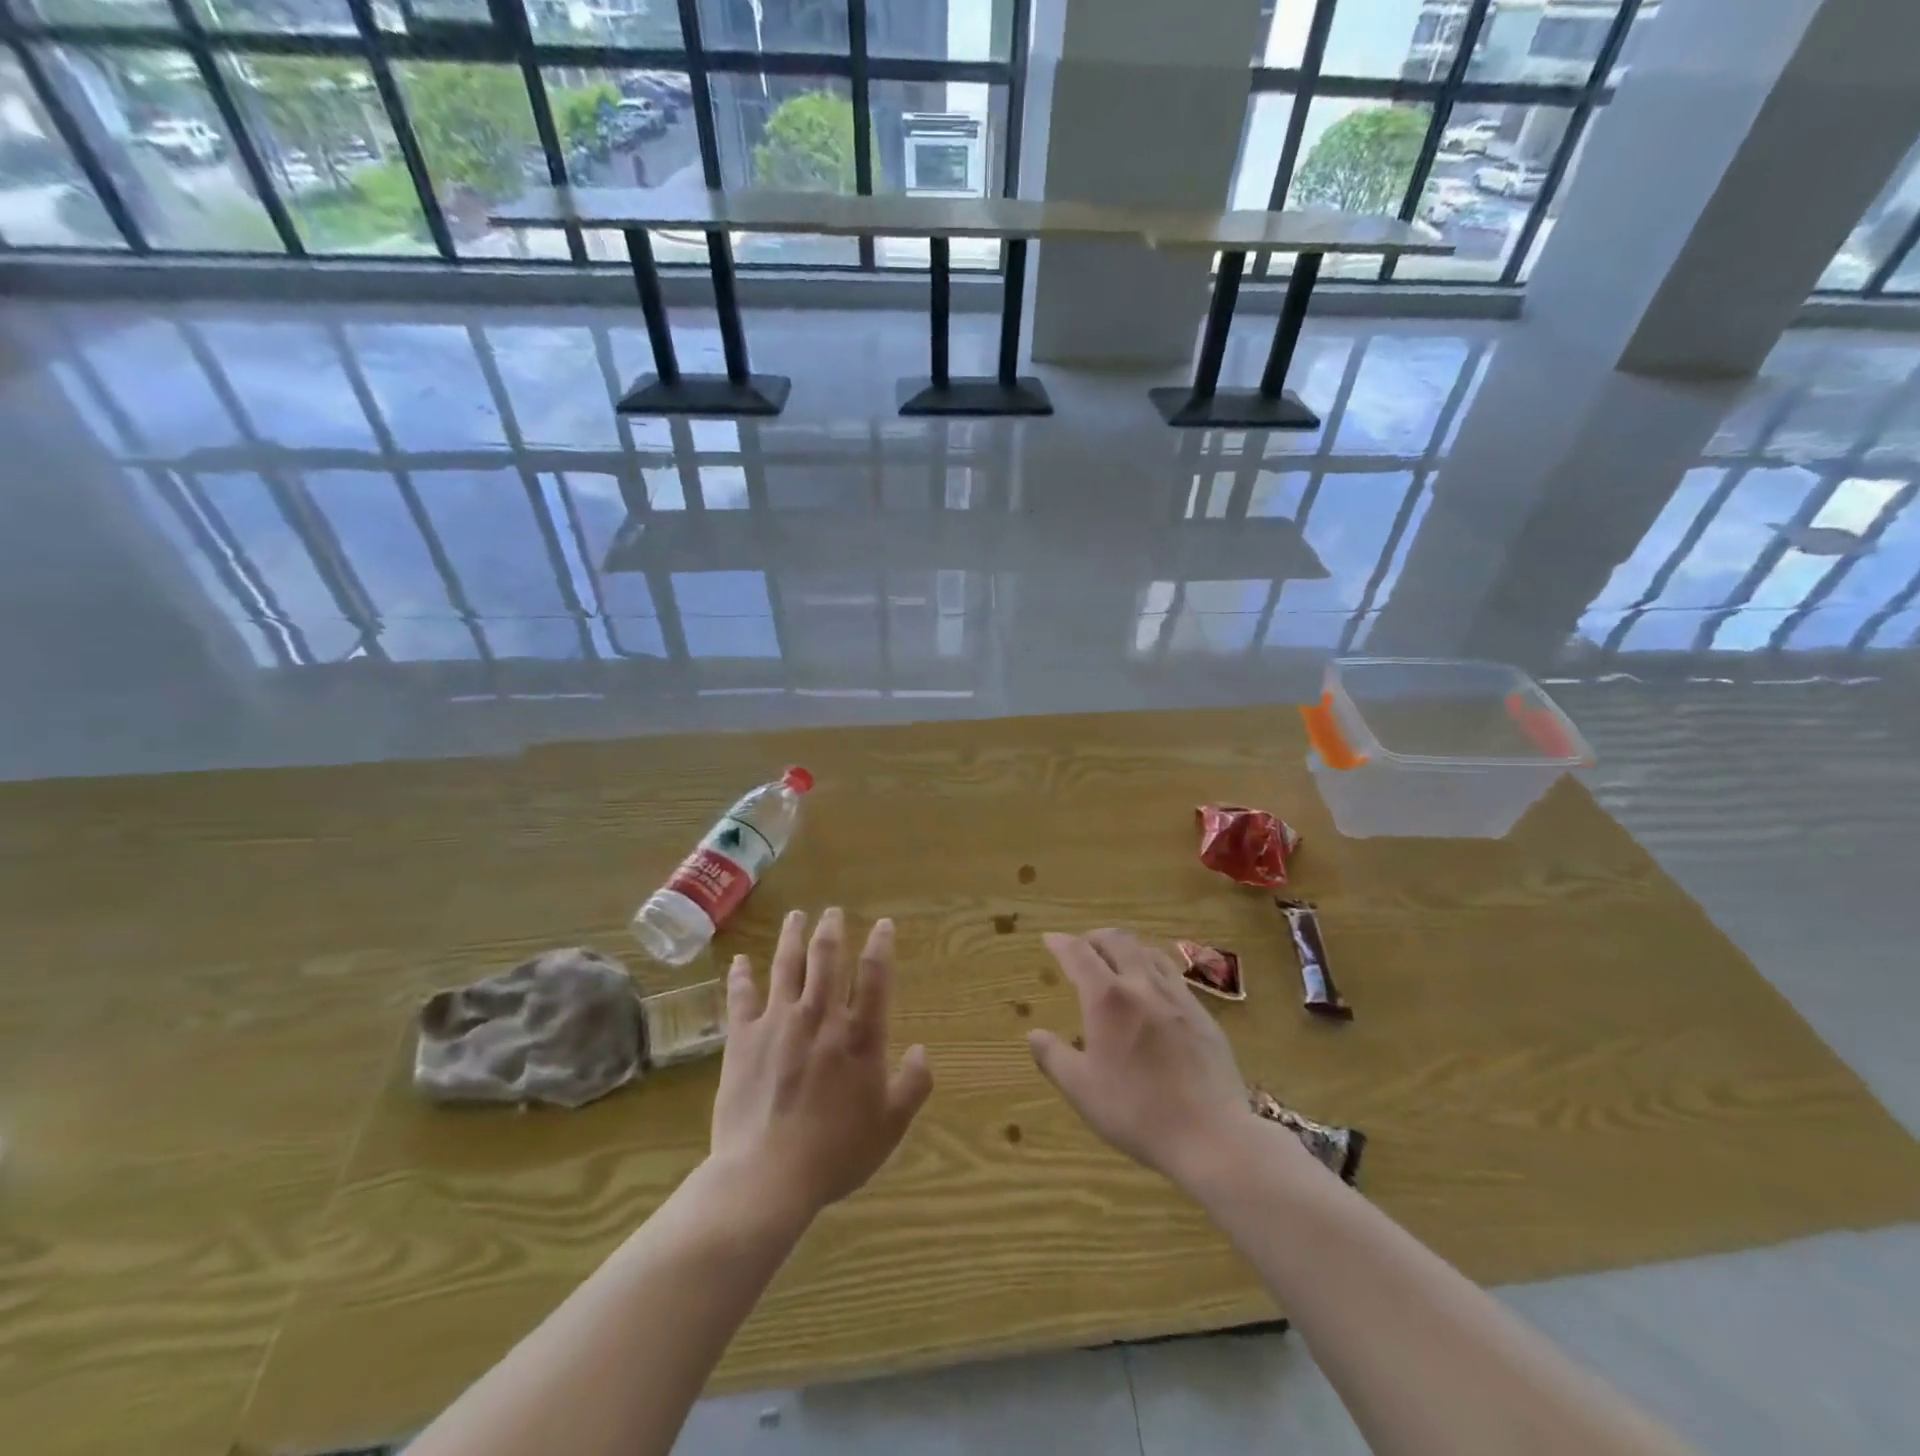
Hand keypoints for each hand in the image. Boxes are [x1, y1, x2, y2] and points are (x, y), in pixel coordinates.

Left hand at [710, 908, 932, 1223]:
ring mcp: (778, 1022)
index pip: (874, 975)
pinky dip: (741, 975)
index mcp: (859, 1035)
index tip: (882, 924)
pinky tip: (740, 960)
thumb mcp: (890, 1126)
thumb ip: (913, 1085)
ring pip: (786, 966)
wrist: (766, 1176)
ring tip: (796, 916)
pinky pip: (741, 997)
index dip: (881, 944)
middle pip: (826, 959)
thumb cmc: (835, 1152)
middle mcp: (820, 1016)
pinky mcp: (743, 1038)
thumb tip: (921, 1050)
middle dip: (832, 930)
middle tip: (832, 912)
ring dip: (792, 937)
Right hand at [1028, 929, 1257, 1191]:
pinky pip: (1173, 975)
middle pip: (1117, 940)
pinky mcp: (1203, 1014)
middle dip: (1094, 937)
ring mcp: (1177, 997)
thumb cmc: (1137, 1112)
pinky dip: (1153, 968)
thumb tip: (1034, 1034)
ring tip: (1117, 961)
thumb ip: (1054, 1057)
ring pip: (1148, 952)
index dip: (1061, 943)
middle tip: (1082, 947)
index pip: (1079, 954)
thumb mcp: (1082, 1090)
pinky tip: (1153, 990)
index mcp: (1108, 999)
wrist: (1212, 1135)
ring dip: (1126, 948)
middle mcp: (1142, 985)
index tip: (1050, 939)